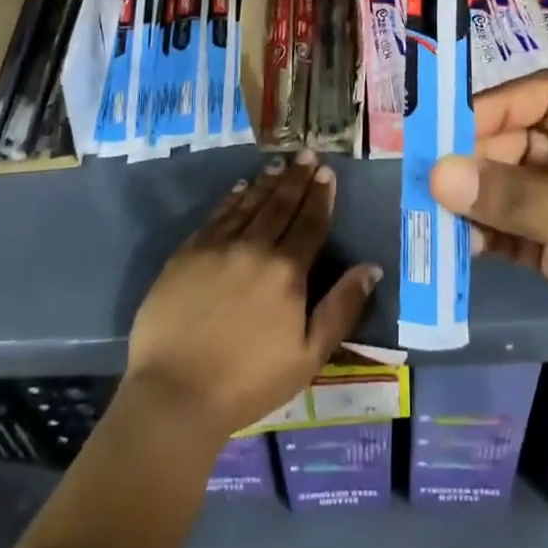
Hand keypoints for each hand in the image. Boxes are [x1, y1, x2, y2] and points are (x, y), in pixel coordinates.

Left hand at [125, 152, 382, 449]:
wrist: (175, 393)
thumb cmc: (249, 382)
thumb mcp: (309, 355)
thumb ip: (341, 308)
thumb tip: (372, 268)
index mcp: (287, 271)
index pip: (310, 223)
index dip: (320, 197)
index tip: (327, 173)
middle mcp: (255, 247)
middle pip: (281, 205)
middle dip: (297, 178)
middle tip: (306, 154)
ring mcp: (218, 247)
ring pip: (249, 204)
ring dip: (267, 183)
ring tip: (279, 165)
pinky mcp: (187, 253)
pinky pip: (216, 216)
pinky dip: (232, 199)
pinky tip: (240, 188)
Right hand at [432, 72, 547, 460]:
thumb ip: (516, 198)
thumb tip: (437, 173)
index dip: (499, 104)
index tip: (448, 129)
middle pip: (522, 137)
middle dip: (479, 155)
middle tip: (434, 178)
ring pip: (510, 182)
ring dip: (475, 195)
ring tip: (437, 212)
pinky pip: (509, 226)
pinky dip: (484, 231)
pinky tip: (463, 245)